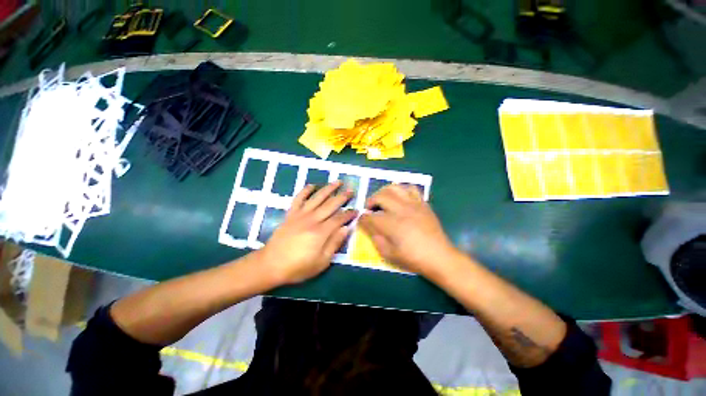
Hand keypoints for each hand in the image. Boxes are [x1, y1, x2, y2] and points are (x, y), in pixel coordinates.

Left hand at [257, 181, 356, 285]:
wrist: (271, 264)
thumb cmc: (298, 267)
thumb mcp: (321, 262)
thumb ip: (334, 243)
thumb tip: (346, 228)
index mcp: (321, 232)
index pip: (339, 218)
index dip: (349, 214)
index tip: (357, 210)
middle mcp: (312, 219)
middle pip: (330, 204)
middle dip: (342, 197)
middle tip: (351, 190)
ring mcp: (300, 215)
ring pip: (317, 198)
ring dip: (328, 189)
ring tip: (338, 182)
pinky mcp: (291, 214)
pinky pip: (298, 199)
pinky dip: (305, 191)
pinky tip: (312, 185)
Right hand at [358, 184, 456, 276]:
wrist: (439, 257)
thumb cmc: (413, 258)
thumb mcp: (389, 255)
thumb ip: (375, 238)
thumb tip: (369, 226)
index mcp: (391, 225)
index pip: (370, 216)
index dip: (362, 218)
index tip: (361, 220)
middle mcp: (401, 210)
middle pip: (380, 197)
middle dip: (370, 201)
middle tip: (370, 209)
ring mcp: (413, 204)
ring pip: (394, 187)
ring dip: (384, 192)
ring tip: (383, 200)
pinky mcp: (423, 203)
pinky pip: (411, 188)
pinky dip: (402, 190)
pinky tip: (400, 198)